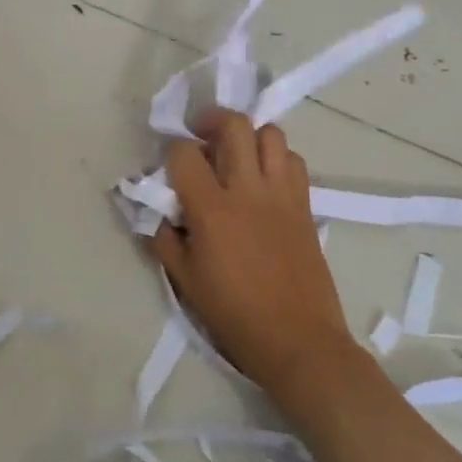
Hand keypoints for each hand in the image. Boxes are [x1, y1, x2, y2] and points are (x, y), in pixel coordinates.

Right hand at [151, 109, 358, 401]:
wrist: (299, 341)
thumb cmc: (235, 315)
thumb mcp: (185, 281)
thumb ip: (164, 239)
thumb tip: (156, 212)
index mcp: (212, 209)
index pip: (184, 153)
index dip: (172, 151)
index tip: (169, 165)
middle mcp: (248, 190)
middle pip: (234, 125)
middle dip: (212, 120)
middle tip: (201, 136)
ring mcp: (281, 194)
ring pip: (270, 134)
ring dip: (249, 135)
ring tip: (237, 154)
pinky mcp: (305, 205)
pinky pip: (293, 160)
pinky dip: (277, 157)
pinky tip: (265, 179)